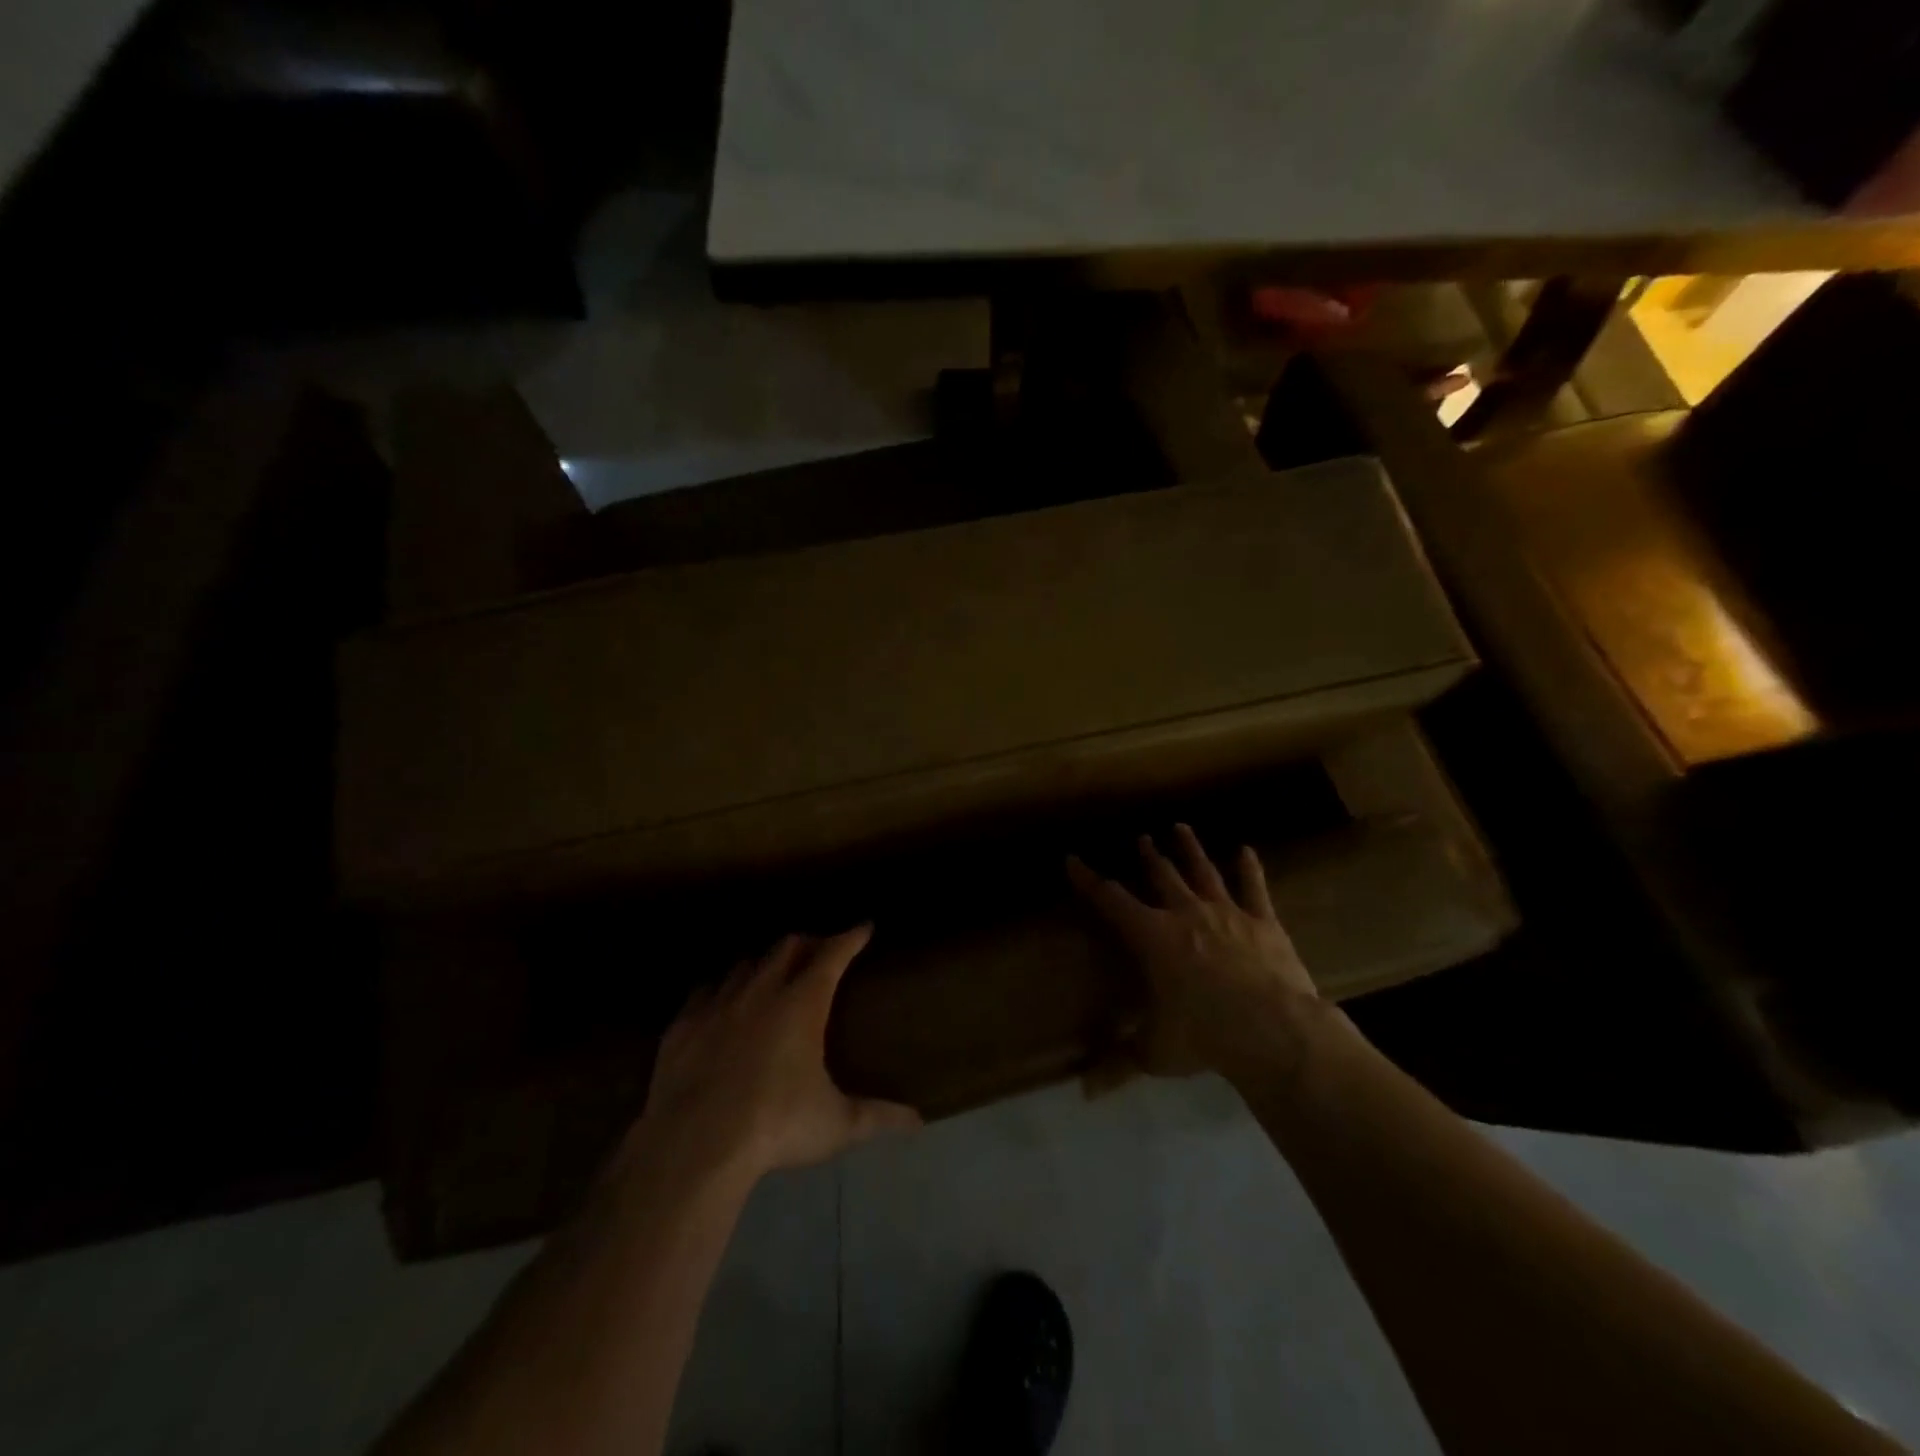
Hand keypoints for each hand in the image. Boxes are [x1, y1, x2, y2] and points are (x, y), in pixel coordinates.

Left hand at [631, 927, 919, 1186]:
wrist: (695, 1145)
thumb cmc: (776, 1126)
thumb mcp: (836, 1125)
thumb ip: (878, 1117)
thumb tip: (918, 1121)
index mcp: (802, 1004)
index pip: (832, 955)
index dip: (850, 937)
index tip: (863, 927)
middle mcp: (761, 992)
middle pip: (787, 947)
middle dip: (808, 942)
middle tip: (820, 950)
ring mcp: (718, 1005)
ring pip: (745, 964)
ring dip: (763, 962)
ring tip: (772, 972)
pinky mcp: (683, 1025)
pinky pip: (704, 991)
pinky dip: (719, 989)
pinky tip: (720, 1001)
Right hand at [1068, 825, 1324, 1081]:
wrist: (1272, 1031)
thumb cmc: (1203, 1036)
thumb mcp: (1155, 1052)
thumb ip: (1119, 1064)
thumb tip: (1083, 1091)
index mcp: (1152, 937)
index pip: (1111, 901)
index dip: (1089, 880)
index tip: (1072, 859)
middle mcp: (1185, 914)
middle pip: (1161, 876)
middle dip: (1148, 856)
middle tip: (1141, 838)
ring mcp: (1227, 913)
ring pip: (1203, 872)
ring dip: (1190, 850)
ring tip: (1180, 828)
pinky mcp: (1263, 922)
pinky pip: (1254, 889)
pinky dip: (1249, 869)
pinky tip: (1246, 850)